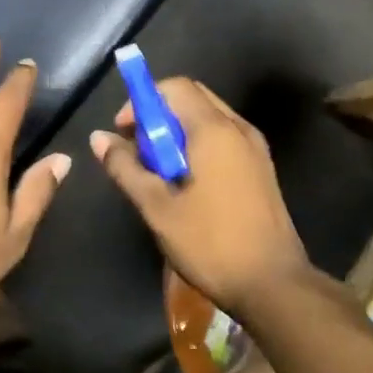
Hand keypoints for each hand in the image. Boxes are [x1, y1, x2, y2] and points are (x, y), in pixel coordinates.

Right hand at [89, 77, 312, 316]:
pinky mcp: (261, 168)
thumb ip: (126, 167)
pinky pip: (223, 138)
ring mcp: (255, 148)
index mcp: (214, 130)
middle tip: (139, 152)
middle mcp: (239, 129)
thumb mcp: (157, 208)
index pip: (174, 87)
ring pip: (208, 119)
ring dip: (177, 133)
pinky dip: (198, 145)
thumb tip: (99, 138)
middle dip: (158, 116)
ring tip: (159, 172)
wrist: (274, 285)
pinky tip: (186, 184)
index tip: (125, 133)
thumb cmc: (211, 244)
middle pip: (192, 98)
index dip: (142, 101)